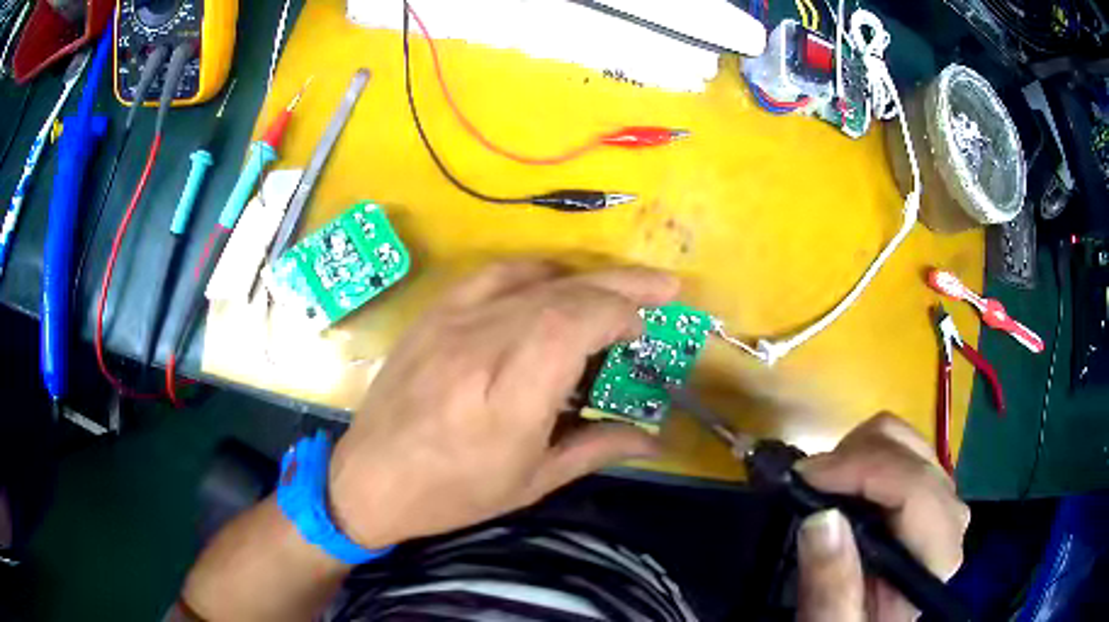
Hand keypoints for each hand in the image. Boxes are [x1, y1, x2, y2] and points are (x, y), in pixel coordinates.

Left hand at [328, 262, 678, 548]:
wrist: (369, 479)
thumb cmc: (453, 493)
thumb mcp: (531, 482)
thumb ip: (598, 449)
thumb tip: (657, 440)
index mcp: (506, 397)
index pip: (572, 324)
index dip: (619, 314)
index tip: (644, 329)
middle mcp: (478, 347)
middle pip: (560, 293)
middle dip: (620, 284)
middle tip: (663, 287)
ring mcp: (450, 323)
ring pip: (531, 279)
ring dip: (584, 277)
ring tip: (619, 285)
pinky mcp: (434, 315)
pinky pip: (492, 275)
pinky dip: (535, 272)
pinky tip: (556, 282)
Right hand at [795, 414, 969, 620]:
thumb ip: (831, 587)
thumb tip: (821, 519)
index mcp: (937, 554)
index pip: (914, 487)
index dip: (862, 470)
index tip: (804, 477)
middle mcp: (950, 517)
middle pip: (910, 453)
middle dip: (854, 460)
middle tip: (805, 487)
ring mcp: (940, 499)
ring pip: (904, 440)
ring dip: (855, 453)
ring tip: (821, 487)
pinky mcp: (925, 491)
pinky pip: (897, 447)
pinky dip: (862, 454)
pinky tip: (840, 486)